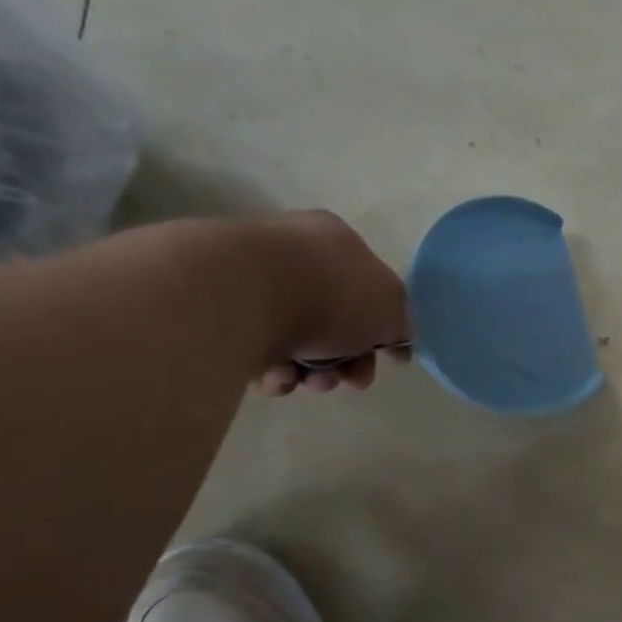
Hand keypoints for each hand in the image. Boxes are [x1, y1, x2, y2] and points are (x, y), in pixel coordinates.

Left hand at [252, 211, 411, 394]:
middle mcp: (294, 253)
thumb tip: (397, 339)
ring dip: (313, 371)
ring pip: (298, 340)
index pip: (370, 286)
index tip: (386, 360)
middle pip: (335, 320)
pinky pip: (259, 348)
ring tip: (309, 382)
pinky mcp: (220, 312)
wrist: (244, 296)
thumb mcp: (391, 309)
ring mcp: (253, 281)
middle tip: (351, 380)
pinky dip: (274, 369)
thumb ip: (401, 324)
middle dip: (348, 359)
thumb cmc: (331, 294)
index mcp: (337, 239)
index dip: (382, 329)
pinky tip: (276, 376)